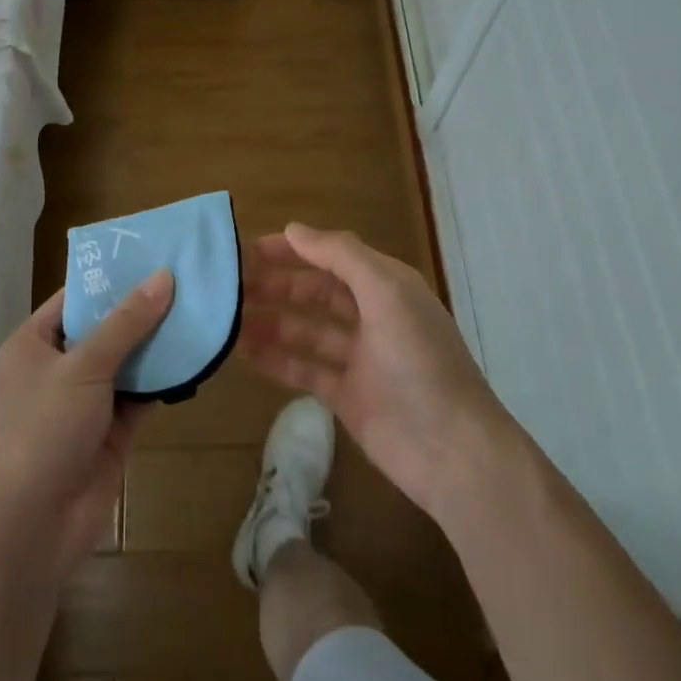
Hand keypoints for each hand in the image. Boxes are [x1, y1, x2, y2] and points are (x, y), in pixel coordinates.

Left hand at [0, 271, 173, 575]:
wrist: (37, 522)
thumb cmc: (46, 428)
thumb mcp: (84, 366)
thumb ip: (126, 323)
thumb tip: (163, 277)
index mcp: (33, 344)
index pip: (73, 298)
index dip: (110, 278)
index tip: (151, 257)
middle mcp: (57, 367)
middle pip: (103, 328)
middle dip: (141, 309)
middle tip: (185, 279)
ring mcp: (84, 400)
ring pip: (126, 361)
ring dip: (157, 343)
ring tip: (198, 309)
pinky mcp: (110, 429)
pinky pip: (140, 394)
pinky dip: (164, 379)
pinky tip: (196, 356)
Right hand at [239, 225, 517, 519]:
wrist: (453, 451)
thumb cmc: (420, 361)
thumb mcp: (386, 293)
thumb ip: (341, 255)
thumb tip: (293, 229)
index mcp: (386, 286)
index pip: (331, 256)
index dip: (292, 250)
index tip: (246, 250)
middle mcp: (372, 315)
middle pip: (315, 292)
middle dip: (275, 286)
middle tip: (228, 288)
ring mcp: (359, 358)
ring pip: (306, 330)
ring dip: (270, 322)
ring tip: (228, 321)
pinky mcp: (347, 395)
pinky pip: (305, 369)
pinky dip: (277, 360)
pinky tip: (245, 354)